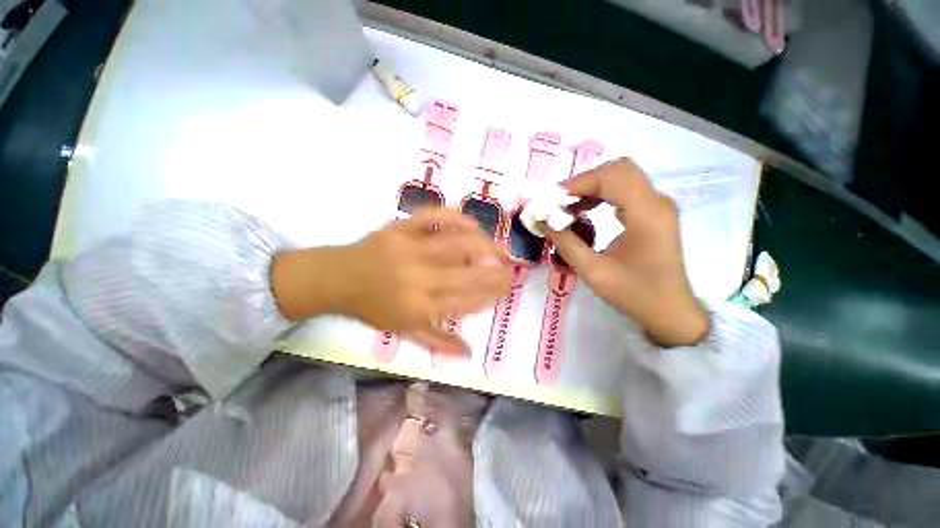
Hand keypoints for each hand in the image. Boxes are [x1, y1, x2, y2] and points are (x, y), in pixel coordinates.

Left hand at [273, 208, 510, 354]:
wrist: (337, 279)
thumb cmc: (372, 307)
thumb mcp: (403, 330)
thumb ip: (437, 342)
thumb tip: (468, 353)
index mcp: (420, 306)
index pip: (467, 301)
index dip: (491, 294)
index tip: (505, 290)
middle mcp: (419, 278)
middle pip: (469, 274)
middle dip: (497, 273)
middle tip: (512, 271)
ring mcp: (410, 249)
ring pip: (456, 244)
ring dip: (485, 246)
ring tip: (501, 249)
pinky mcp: (399, 229)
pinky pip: (431, 218)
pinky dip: (454, 217)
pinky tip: (472, 223)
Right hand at [543, 158, 708, 346]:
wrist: (671, 312)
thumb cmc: (634, 294)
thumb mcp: (593, 271)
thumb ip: (566, 243)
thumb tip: (542, 221)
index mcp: (646, 214)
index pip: (610, 177)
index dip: (577, 183)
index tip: (552, 201)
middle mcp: (657, 202)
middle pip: (618, 170)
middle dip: (584, 182)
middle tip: (560, 202)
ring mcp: (659, 206)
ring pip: (622, 177)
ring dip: (592, 187)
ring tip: (569, 208)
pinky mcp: (656, 213)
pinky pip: (627, 191)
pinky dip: (603, 195)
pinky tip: (587, 212)